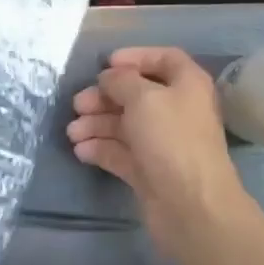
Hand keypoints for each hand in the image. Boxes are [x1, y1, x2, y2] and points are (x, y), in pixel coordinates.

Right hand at [67, 47, 255, 259]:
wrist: (190, 207)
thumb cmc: (171, 139)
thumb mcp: (143, 97)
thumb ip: (121, 80)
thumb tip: (109, 78)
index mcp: (186, 85)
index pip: (164, 59)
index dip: (136, 57)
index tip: (106, 64)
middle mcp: (176, 110)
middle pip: (136, 94)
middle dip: (104, 97)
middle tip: (78, 104)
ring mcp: (162, 142)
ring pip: (124, 124)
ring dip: (96, 124)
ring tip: (72, 133)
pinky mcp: (148, 170)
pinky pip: (120, 151)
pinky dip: (100, 148)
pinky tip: (81, 151)